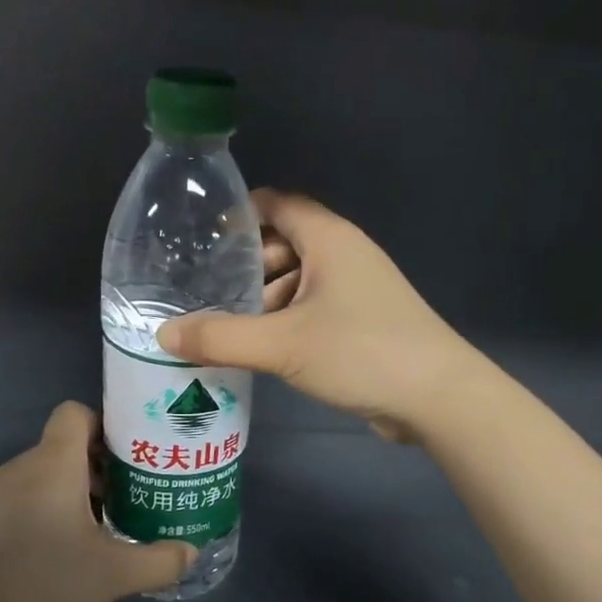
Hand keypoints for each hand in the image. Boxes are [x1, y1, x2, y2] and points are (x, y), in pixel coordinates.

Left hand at [0, 403, 196, 601]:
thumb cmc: (42, 581)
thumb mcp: (113, 575)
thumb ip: (159, 561)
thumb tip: (191, 553)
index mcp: (53, 464)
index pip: (75, 412)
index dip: (103, 424)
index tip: (126, 456)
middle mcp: (19, 469)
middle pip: (62, 449)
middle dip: (95, 469)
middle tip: (123, 500)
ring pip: (38, 480)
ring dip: (66, 496)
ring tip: (90, 535)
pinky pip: (13, 506)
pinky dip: (35, 518)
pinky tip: (46, 560)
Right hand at [159, 190, 478, 442]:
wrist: (438, 397)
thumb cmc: (362, 352)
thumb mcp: (283, 344)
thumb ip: (220, 338)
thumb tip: (163, 336)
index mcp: (328, 238)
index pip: (275, 204)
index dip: (236, 216)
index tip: (198, 240)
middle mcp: (343, 255)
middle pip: (283, 243)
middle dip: (244, 265)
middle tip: (202, 291)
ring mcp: (356, 289)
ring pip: (297, 280)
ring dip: (263, 299)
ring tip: (222, 325)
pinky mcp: (362, 322)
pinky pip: (312, 309)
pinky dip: (285, 320)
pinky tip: (259, 348)